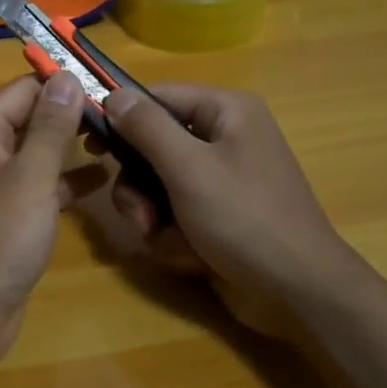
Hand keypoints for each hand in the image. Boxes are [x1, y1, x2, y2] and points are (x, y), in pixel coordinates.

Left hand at [0, 73, 106, 374]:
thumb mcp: (30, 176)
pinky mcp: (6, 218)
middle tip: (123, 114)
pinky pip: (38, 187)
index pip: (23, 90)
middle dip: (71, 115)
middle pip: (30, 119)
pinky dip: (65, 182)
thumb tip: (65, 77)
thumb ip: (50, 126)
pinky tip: (102, 181)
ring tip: (120, 141)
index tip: (109, 84)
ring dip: (72, 148)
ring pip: (37, 155)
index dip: (63, 84)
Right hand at [102, 83, 356, 337]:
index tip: (89, 143)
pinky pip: (173, 214)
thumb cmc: (245, 218)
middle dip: (140, 186)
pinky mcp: (215, 215)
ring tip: (168, 239)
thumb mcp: (189, 168)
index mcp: (226, 112)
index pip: (157, 97)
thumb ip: (147, 128)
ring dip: (154, 217)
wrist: (297, 293)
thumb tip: (113, 94)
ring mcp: (219, 180)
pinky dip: (174, 237)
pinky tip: (191, 256)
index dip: (121, 117)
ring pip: (156, 186)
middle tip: (140, 213)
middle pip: (151, 146)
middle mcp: (223, 138)